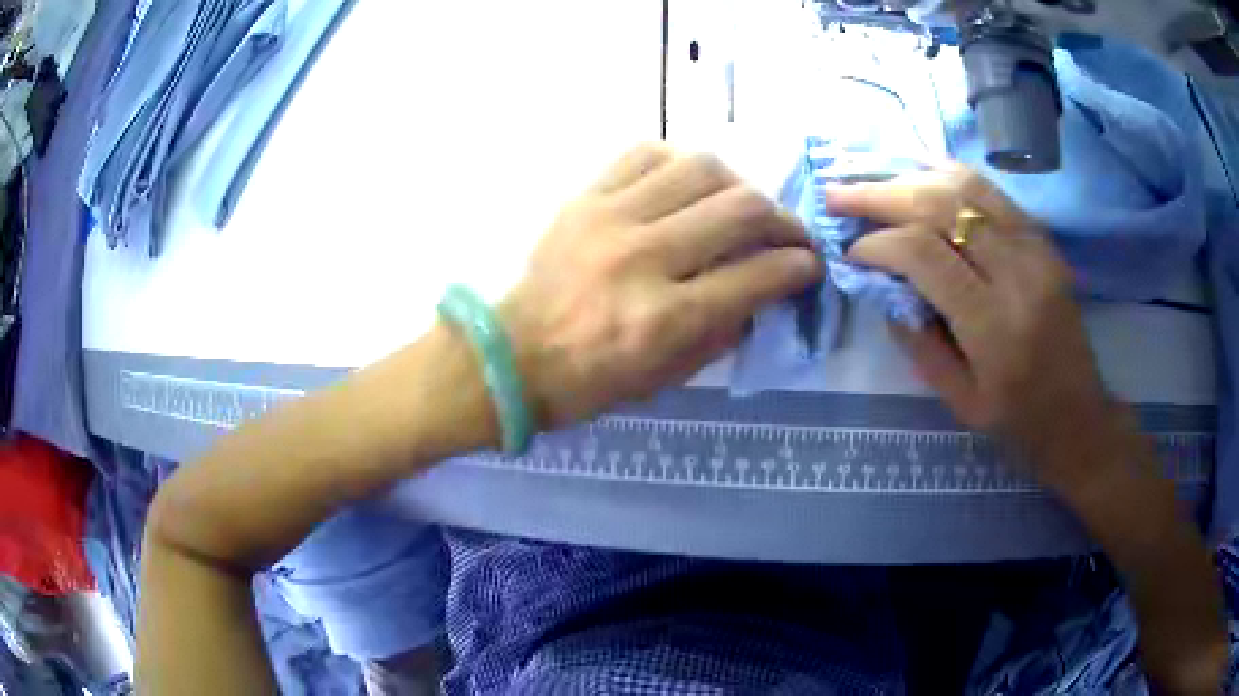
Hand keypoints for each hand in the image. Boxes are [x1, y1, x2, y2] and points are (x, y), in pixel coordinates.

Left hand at [501, 144, 822, 427]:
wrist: (511, 355)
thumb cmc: (589, 381)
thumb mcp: (667, 377)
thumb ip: (724, 330)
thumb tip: (764, 288)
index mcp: (664, 318)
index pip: (757, 275)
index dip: (798, 267)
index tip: (810, 265)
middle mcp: (643, 257)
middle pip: (739, 209)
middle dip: (782, 220)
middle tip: (789, 234)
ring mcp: (610, 218)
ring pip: (699, 169)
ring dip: (737, 185)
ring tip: (741, 206)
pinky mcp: (585, 198)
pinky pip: (645, 155)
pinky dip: (680, 165)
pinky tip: (687, 186)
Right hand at [824, 164, 1120, 492]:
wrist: (1079, 415)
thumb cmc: (1017, 421)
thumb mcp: (958, 401)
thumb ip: (917, 340)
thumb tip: (881, 284)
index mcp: (994, 327)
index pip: (924, 255)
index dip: (878, 243)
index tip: (852, 252)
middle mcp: (1017, 274)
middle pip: (941, 206)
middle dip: (881, 194)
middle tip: (839, 193)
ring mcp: (1035, 249)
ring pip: (965, 186)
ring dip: (910, 175)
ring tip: (871, 176)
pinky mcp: (1042, 239)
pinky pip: (991, 190)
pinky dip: (948, 173)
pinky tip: (918, 170)